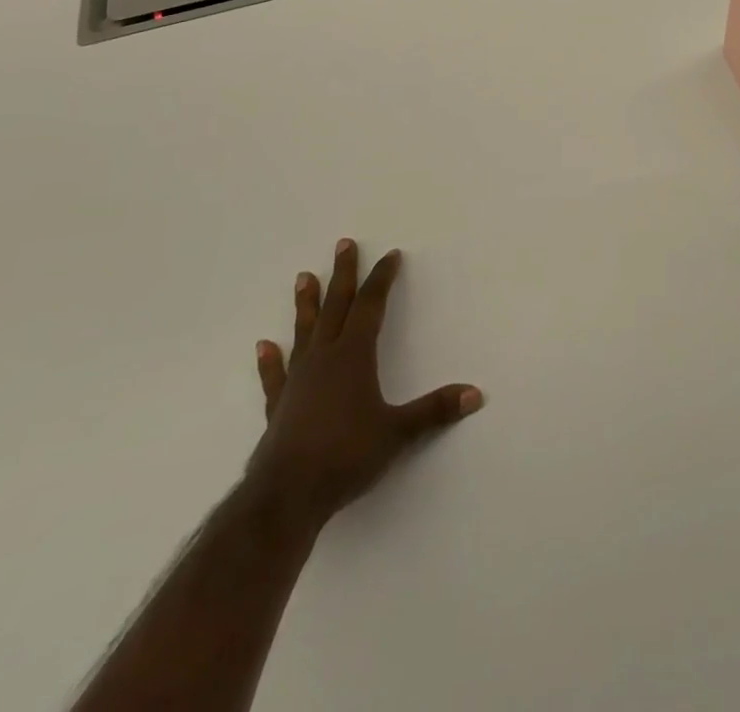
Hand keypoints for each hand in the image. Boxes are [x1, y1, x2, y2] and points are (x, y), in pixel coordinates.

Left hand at [245, 240, 481, 539]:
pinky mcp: (280, 407)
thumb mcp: (397, 433)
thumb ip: (434, 411)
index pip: (371, 306)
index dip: (382, 279)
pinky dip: (271, 361)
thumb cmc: (346, 456)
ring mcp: (298, 381)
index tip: (390, 255)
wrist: (286, 496)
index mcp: (353, 356)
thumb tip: (475, 394)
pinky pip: (276, 376)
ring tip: (303, 277)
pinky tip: (264, 346)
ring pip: (305, 332)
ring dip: (306, 304)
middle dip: (343, 274)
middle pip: (336, 307)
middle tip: (343, 244)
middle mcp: (324, 358)